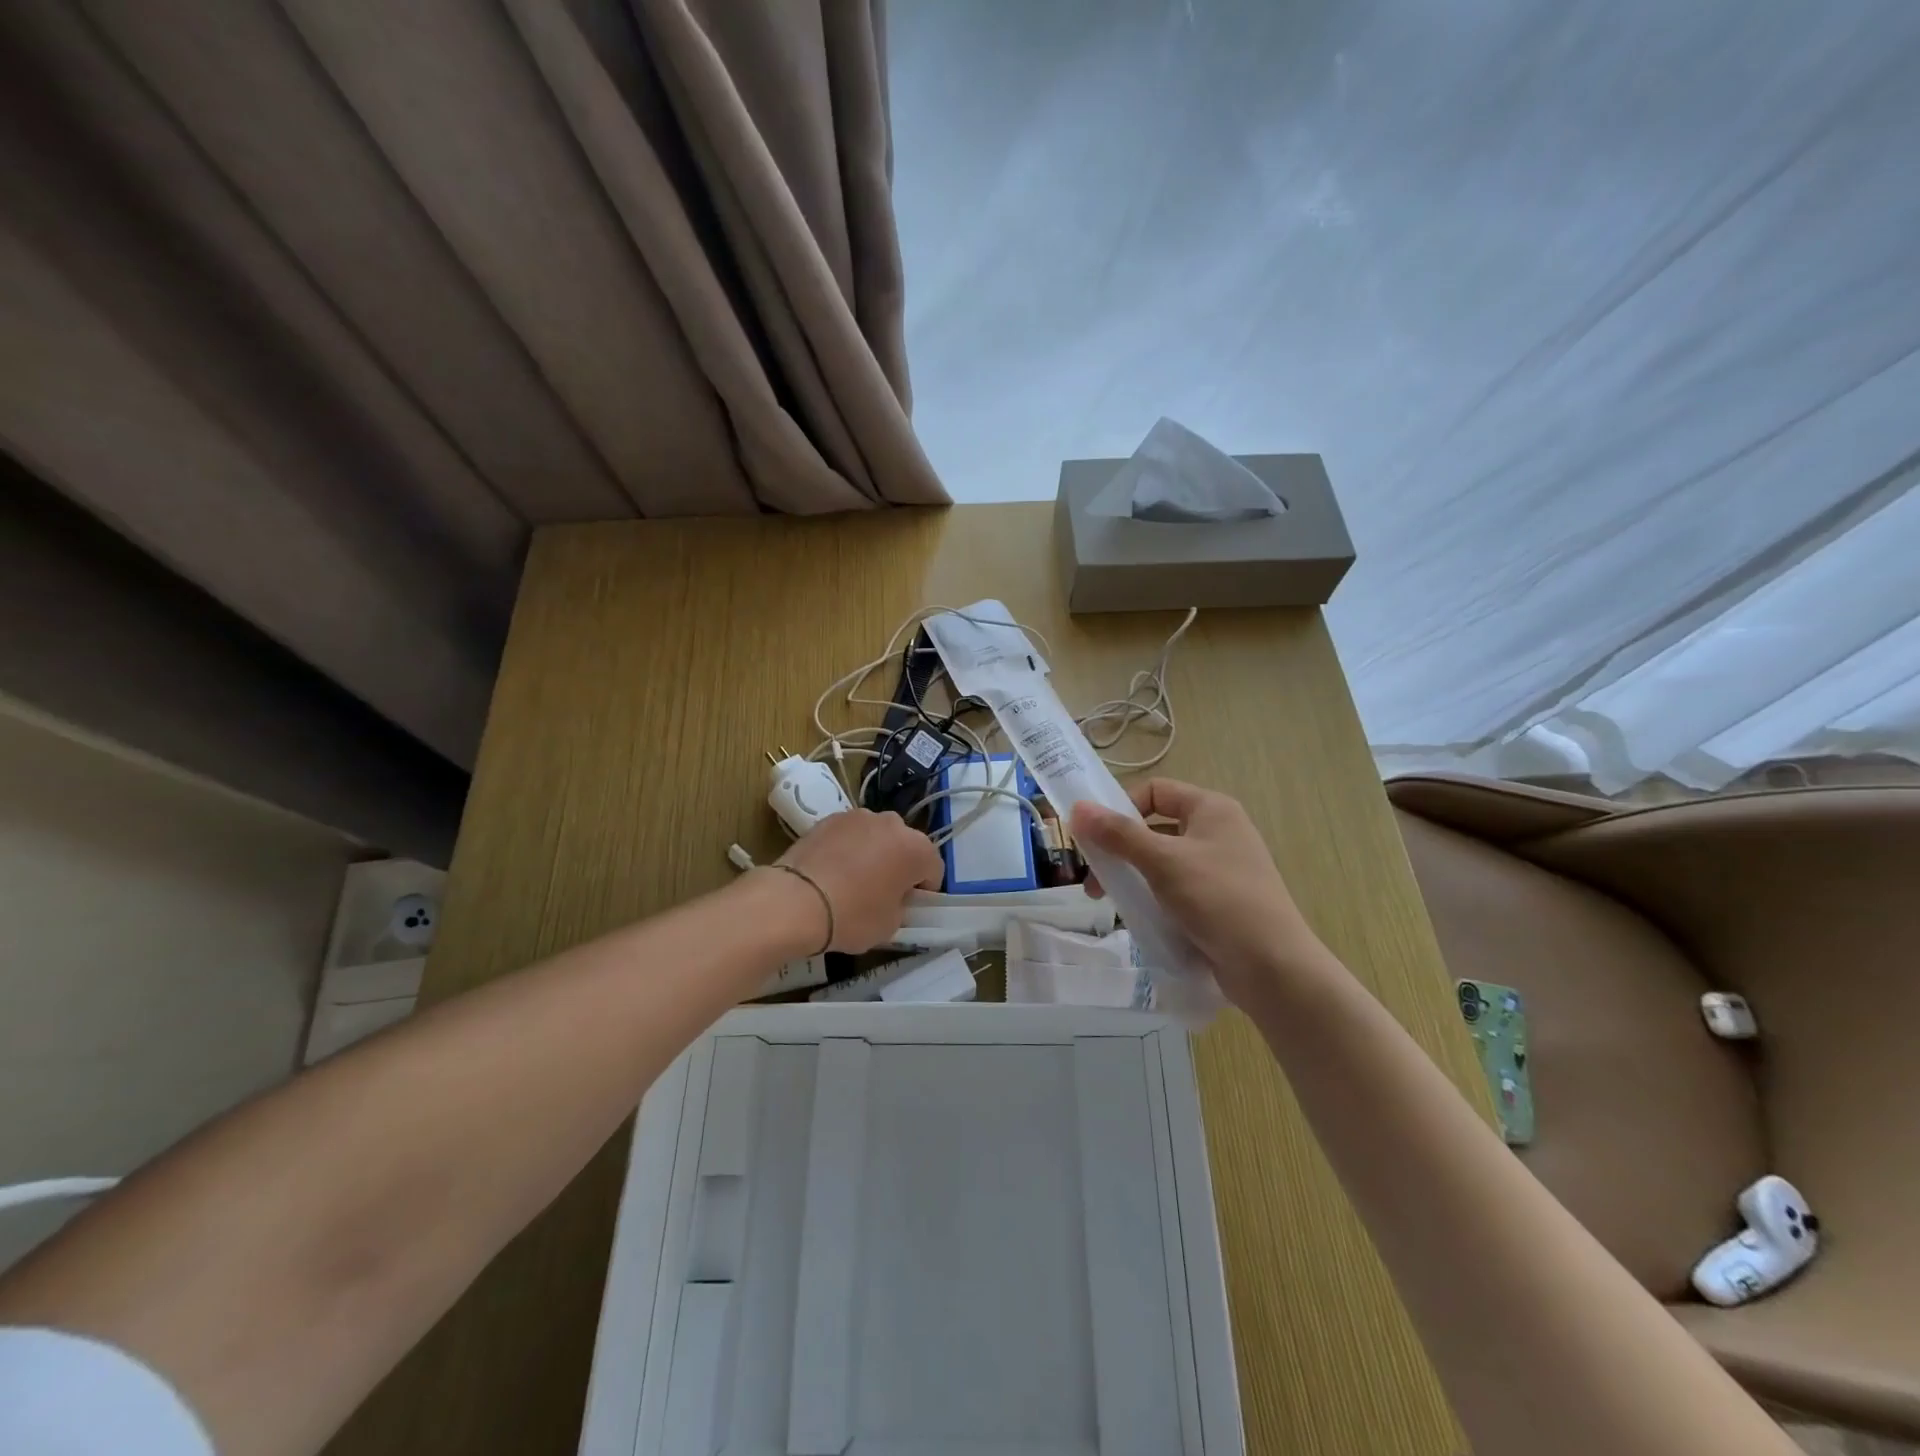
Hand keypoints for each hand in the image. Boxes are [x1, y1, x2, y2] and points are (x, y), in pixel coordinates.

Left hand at [771, 809, 943, 952]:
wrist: (795, 901)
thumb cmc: (852, 916)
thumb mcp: (890, 925)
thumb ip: (901, 905)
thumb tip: (893, 896)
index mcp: (916, 848)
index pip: (934, 868)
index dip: (924, 890)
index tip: (909, 906)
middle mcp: (892, 823)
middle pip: (905, 845)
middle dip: (900, 865)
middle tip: (883, 892)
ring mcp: (858, 816)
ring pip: (877, 836)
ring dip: (874, 852)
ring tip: (854, 879)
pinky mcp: (829, 818)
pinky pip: (849, 835)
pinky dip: (847, 848)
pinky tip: (833, 871)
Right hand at [1071, 779, 1328, 1009]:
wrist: (1272, 967)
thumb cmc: (1218, 899)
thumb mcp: (1163, 861)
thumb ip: (1118, 834)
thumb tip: (1077, 809)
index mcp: (1211, 809)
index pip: (1155, 791)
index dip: (1121, 807)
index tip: (1095, 837)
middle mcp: (1218, 831)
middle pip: (1154, 827)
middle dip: (1119, 849)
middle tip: (1093, 879)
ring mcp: (1220, 868)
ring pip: (1162, 861)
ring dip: (1132, 876)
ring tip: (1109, 902)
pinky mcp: (1219, 901)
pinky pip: (1175, 888)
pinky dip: (1153, 897)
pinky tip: (1137, 918)